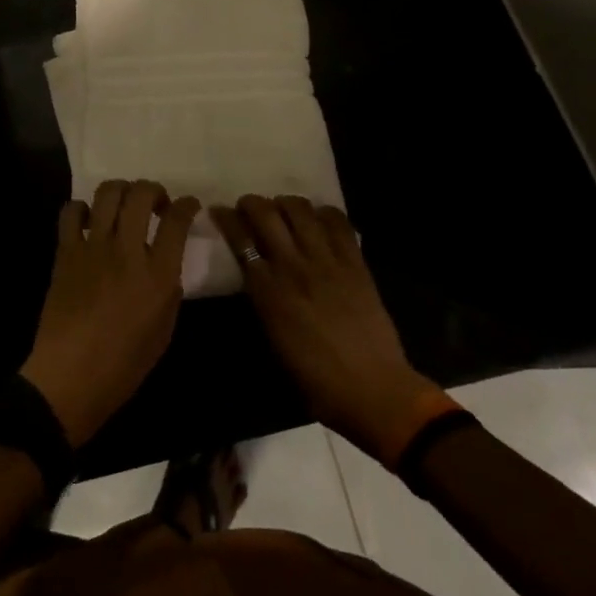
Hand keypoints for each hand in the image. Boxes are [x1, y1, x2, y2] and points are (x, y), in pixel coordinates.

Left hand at [20, 180, 199, 448]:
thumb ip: (168, 288)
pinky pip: (72, 212)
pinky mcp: (66, 251)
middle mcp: (127, 252)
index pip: (177, 221)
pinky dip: (83, 209)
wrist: (69, 378)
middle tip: (157, 204)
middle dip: (154, 190)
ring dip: (122, 191)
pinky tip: (89, 223)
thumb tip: (164, 261)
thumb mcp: (164, 329)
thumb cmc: (123, 365)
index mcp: (158, 275)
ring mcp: (93, 247)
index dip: (187, 205)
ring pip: (108, 193)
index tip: (189, 205)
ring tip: (125, 205)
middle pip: (141, 194)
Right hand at [213, 195, 446, 464]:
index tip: (220, 211)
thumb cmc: (318, 382)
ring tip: (285, 210)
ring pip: (300, 209)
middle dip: (252, 203)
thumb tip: (257, 277)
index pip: (240, 240)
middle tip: (250, 207)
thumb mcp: (275, 342)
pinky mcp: (355, 263)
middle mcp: (293, 267)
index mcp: (268, 292)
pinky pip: (338, 223)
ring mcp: (327, 261)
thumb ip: (263, 302)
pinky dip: (325, 213)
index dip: (226, 219)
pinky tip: (320, 220)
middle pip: (265, 214)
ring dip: (286, 203)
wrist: (375, 392)